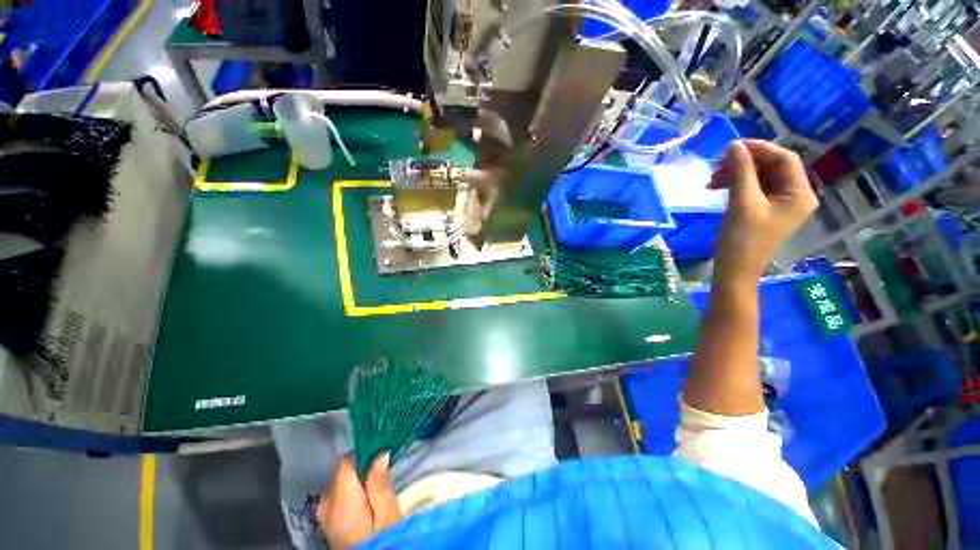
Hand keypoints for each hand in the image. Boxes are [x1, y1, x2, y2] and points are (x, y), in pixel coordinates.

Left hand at [316, 454, 401, 549]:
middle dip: (363, 468)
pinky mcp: (326, 518)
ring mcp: (323, 511)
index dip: (364, 454)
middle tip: (384, 476)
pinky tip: (366, 500)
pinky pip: (338, 493)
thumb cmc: (381, 540)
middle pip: (343, 470)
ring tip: (376, 490)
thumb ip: (380, 483)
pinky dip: (352, 490)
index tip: (382, 455)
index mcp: (340, 500)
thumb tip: (381, 453)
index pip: (346, 462)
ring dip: (358, 479)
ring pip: (341, 480)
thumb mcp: (388, 513)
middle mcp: (325, 502)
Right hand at [709, 140, 817, 284]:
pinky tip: (718, 187)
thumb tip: (734, 146)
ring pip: (760, 177)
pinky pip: (753, 188)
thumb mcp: (742, 203)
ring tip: (712, 180)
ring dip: (737, 173)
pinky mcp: (764, 210)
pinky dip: (736, 184)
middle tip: (716, 166)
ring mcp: (779, 204)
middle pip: (772, 167)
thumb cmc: (742, 240)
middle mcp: (795, 196)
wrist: (733, 271)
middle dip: (745, 163)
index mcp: (800, 194)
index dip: (759, 148)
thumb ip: (741, 172)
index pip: (784, 159)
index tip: (731, 147)